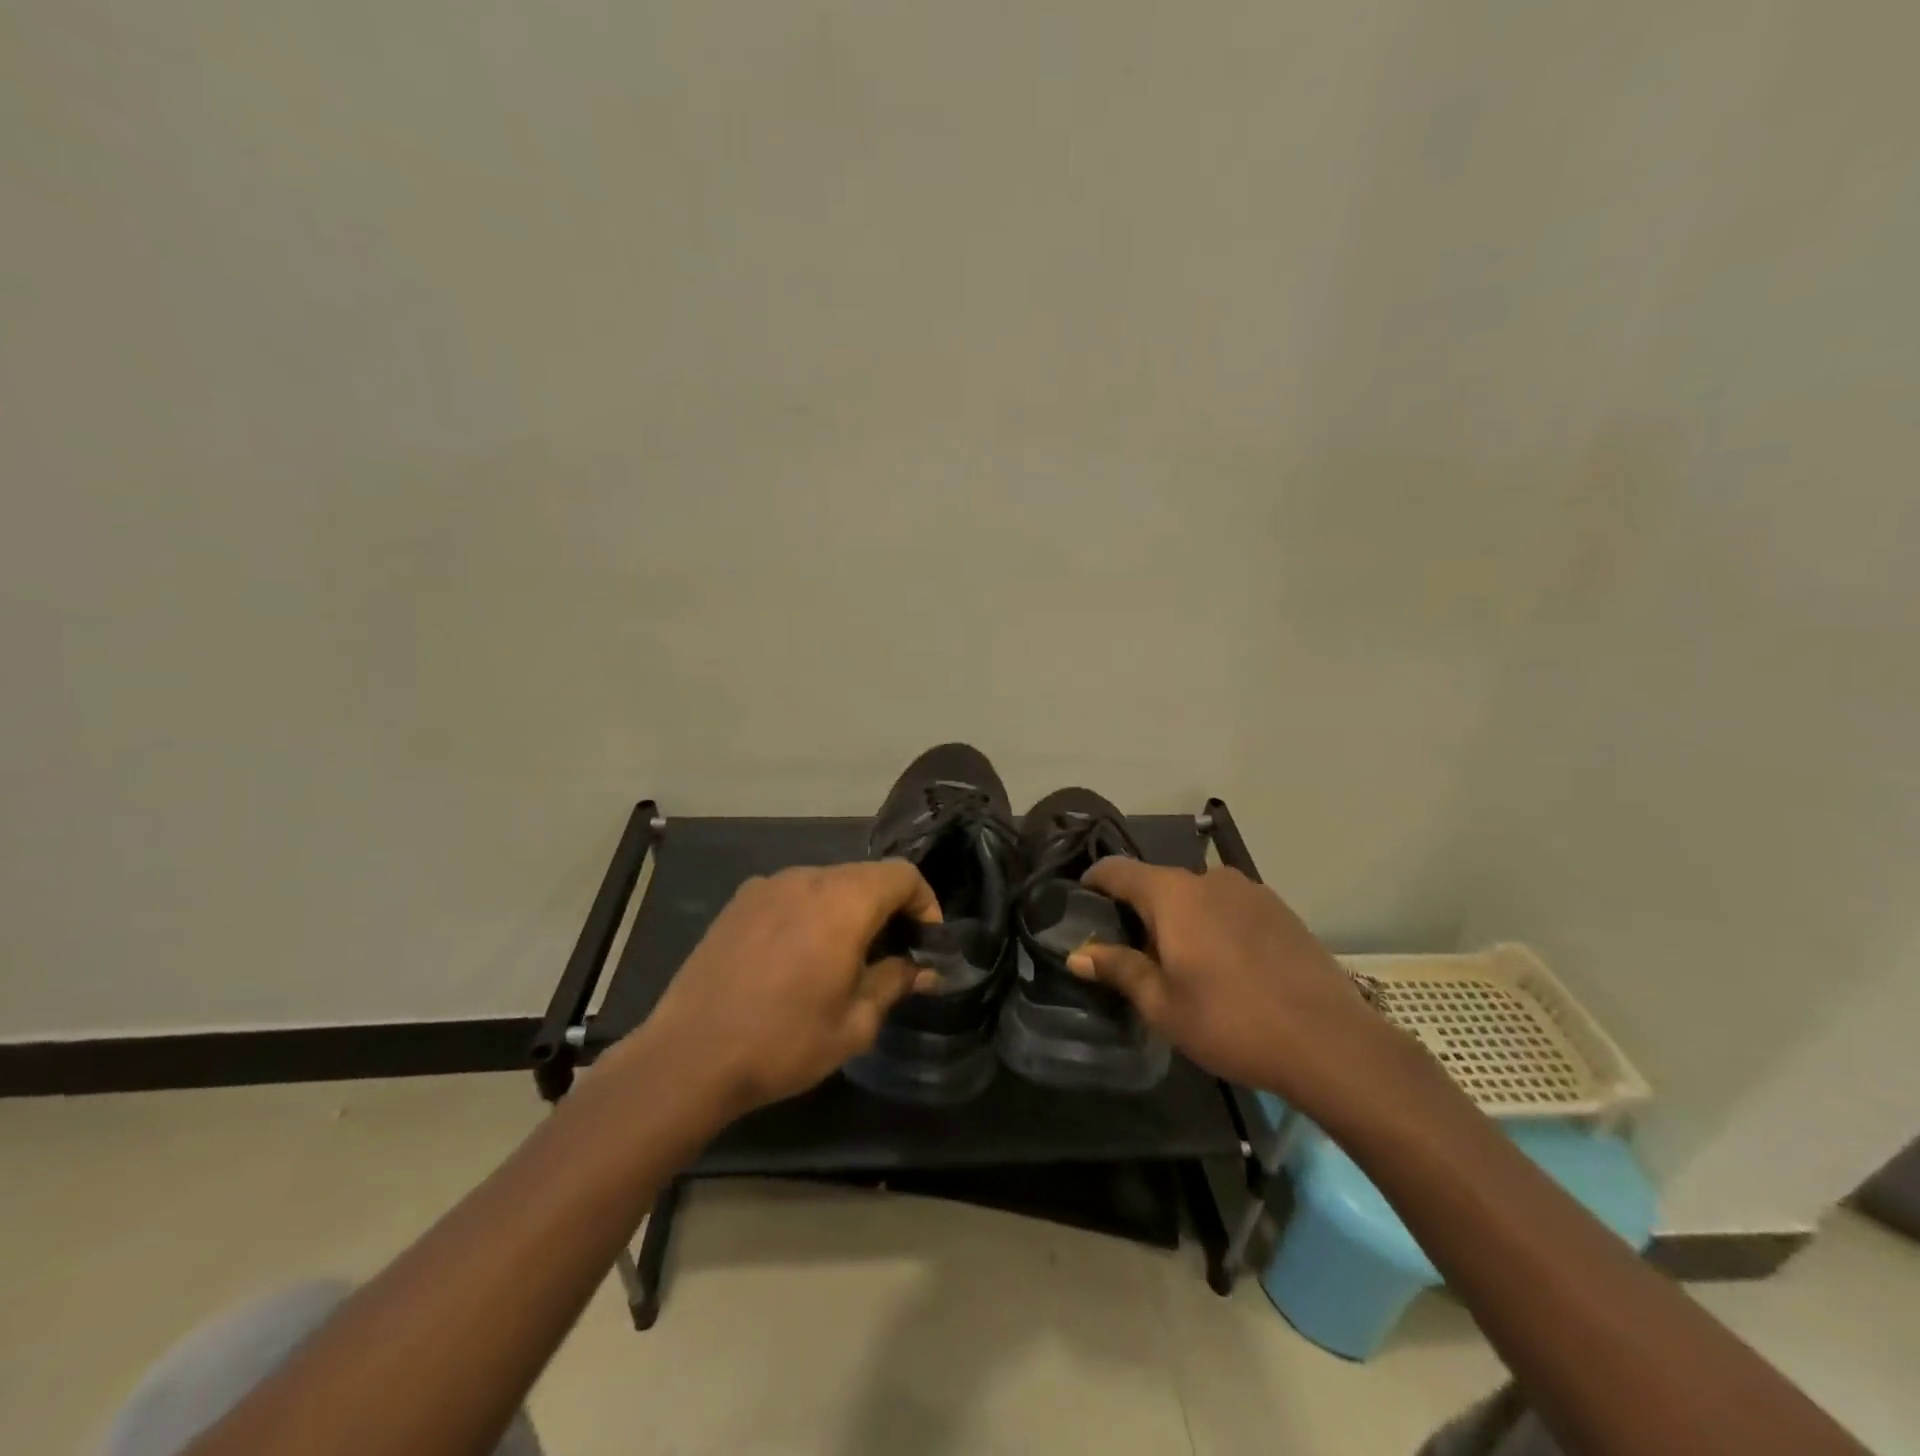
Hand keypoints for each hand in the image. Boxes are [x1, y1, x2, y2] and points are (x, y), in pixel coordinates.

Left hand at [626, 861, 940, 1117]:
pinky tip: (796, 957)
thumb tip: (924, 970)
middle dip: (887, 908)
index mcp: (843, 902)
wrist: (688, 1056)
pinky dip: (809, 913)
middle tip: (891, 954)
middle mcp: (807, 878)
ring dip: (847, 910)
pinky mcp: (739, 901)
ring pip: (827, 883)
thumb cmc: (784, 1042)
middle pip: (865, 876)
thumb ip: (894, 982)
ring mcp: (768, 886)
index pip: (902, 874)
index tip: (926, 941)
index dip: (925, 902)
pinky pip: (791, 894)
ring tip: (842, 958)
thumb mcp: (854, 1023)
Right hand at [1070, 860, 1392, 1113]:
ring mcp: (1251, 891)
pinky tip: (1227, 967)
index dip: (1092, 883)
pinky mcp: (1280, 910)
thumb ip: (1118, 969)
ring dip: (1181, 919)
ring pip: (1197, 896)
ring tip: (1184, 964)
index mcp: (1173, 893)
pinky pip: (1230, 907)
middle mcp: (1210, 878)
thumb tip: (1078, 954)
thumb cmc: (1230, 1022)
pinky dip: (1215, 925)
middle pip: (1158, 884)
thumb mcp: (1162, 1004)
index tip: (1080, 905)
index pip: (1117, 870)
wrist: (1329, 1042)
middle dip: (1140, 912)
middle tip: (1134, 955)